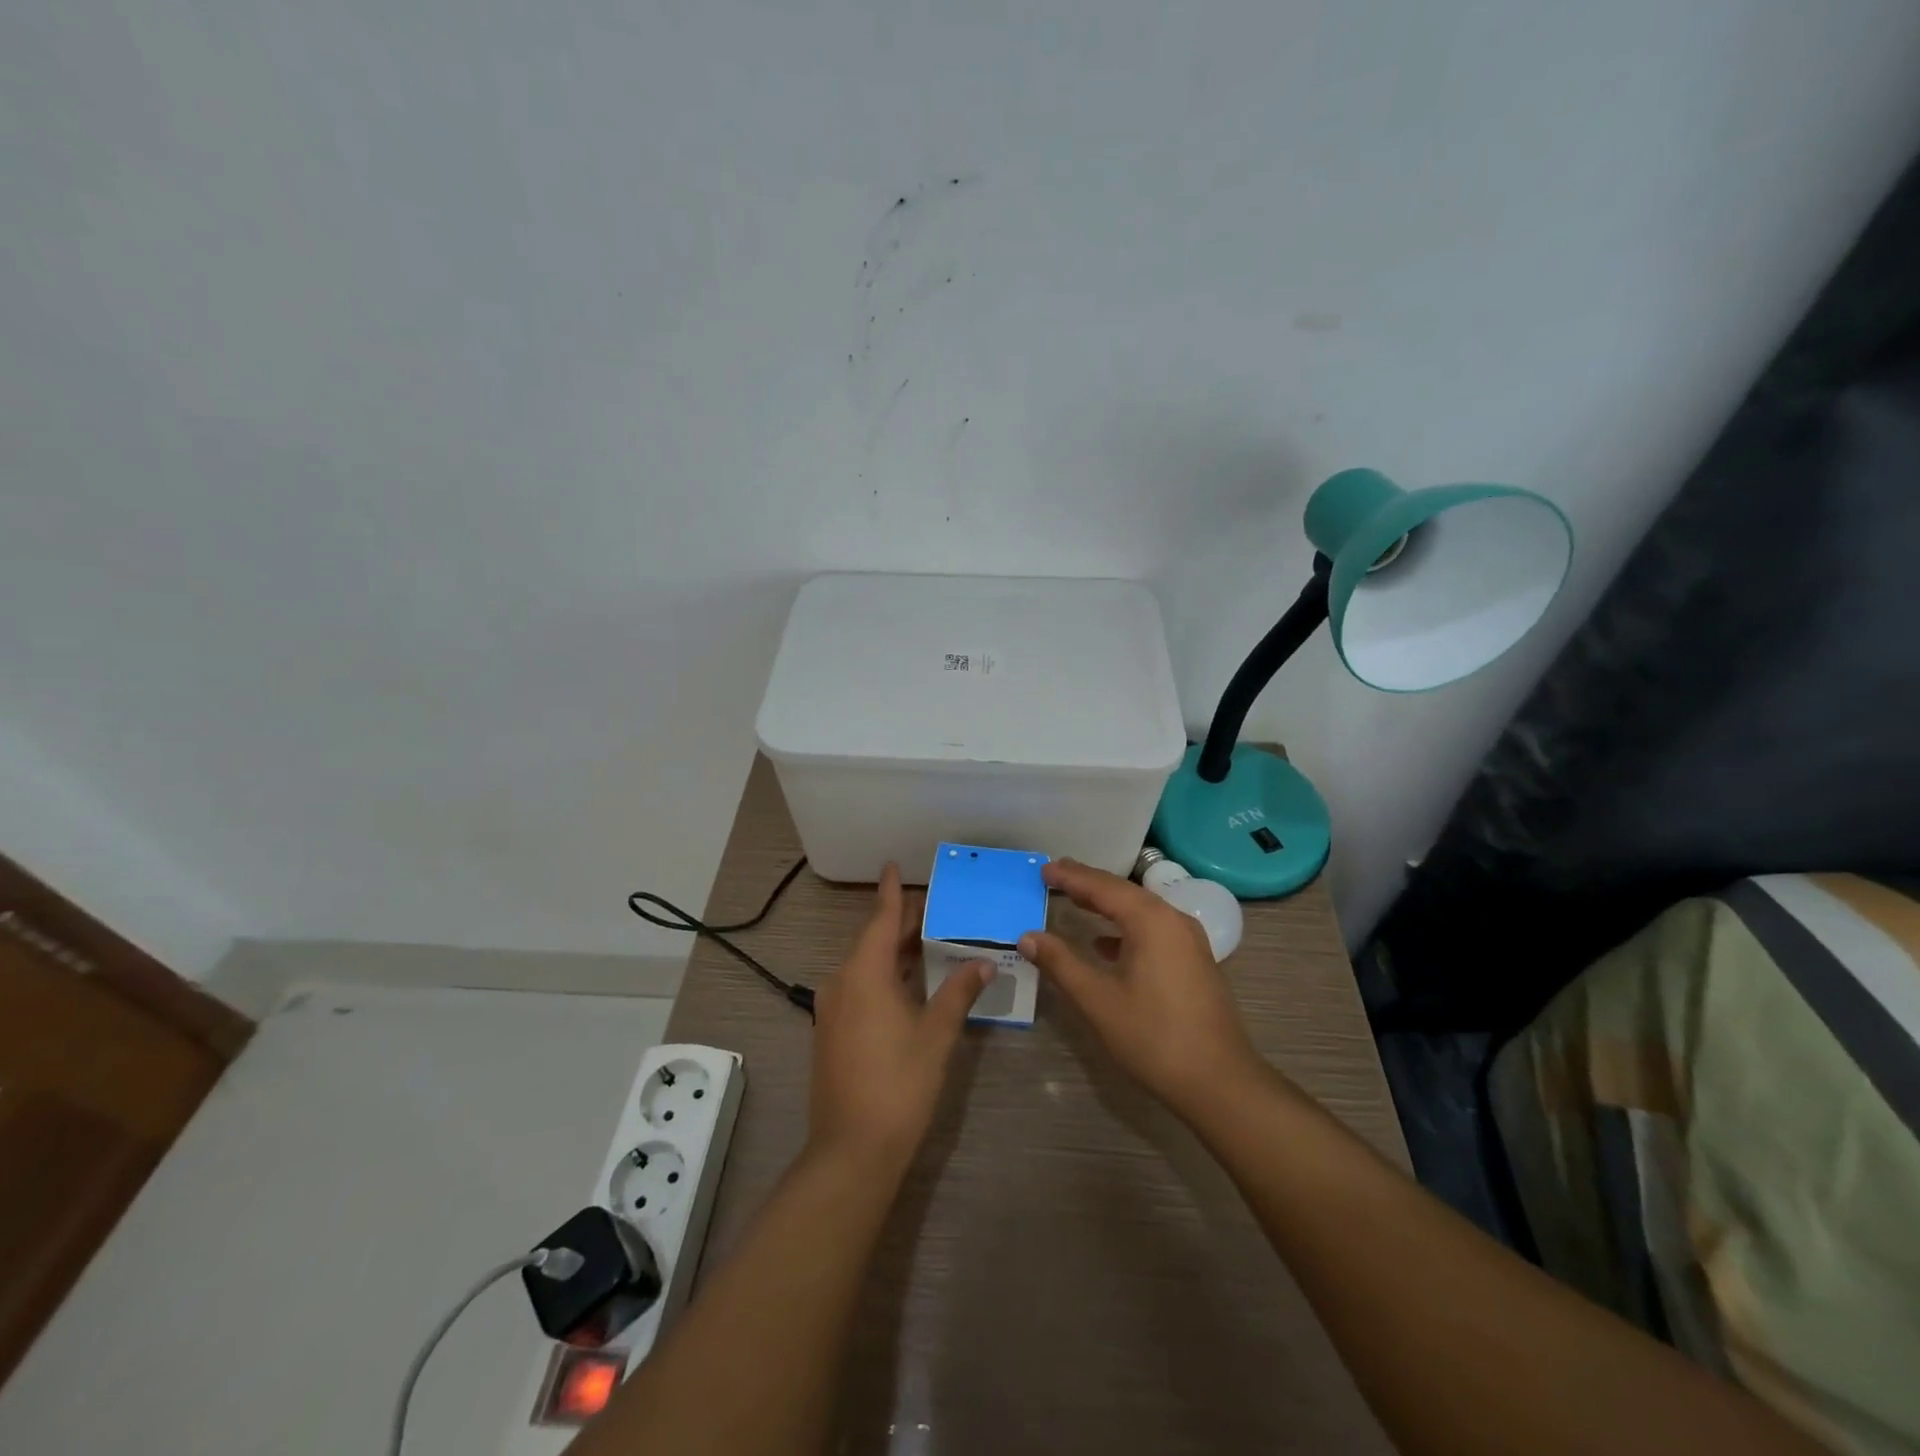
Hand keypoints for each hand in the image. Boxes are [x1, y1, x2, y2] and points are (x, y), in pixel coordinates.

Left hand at [808, 864, 991, 1171]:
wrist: (851, 1151)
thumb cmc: (898, 1084)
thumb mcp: (936, 1034)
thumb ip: (959, 992)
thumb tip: (984, 961)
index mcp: (864, 975)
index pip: (879, 920)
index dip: (889, 893)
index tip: (891, 865)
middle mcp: (841, 984)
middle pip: (871, 942)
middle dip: (898, 924)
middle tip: (928, 907)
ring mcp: (832, 1010)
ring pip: (864, 967)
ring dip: (891, 952)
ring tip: (923, 940)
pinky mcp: (831, 1033)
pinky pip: (858, 988)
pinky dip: (882, 976)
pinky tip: (906, 984)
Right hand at [1020, 858, 1267, 1119]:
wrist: (1219, 1082)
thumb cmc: (1153, 1037)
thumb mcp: (1098, 1000)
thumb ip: (1061, 963)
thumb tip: (1027, 936)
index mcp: (1151, 921)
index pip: (1103, 887)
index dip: (1071, 876)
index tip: (1043, 869)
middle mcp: (1173, 920)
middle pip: (1124, 893)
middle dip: (1089, 884)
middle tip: (1056, 874)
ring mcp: (1189, 941)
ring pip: (1141, 910)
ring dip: (1107, 904)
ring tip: (1076, 900)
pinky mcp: (1194, 961)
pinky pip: (1153, 929)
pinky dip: (1126, 927)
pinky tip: (1106, 945)